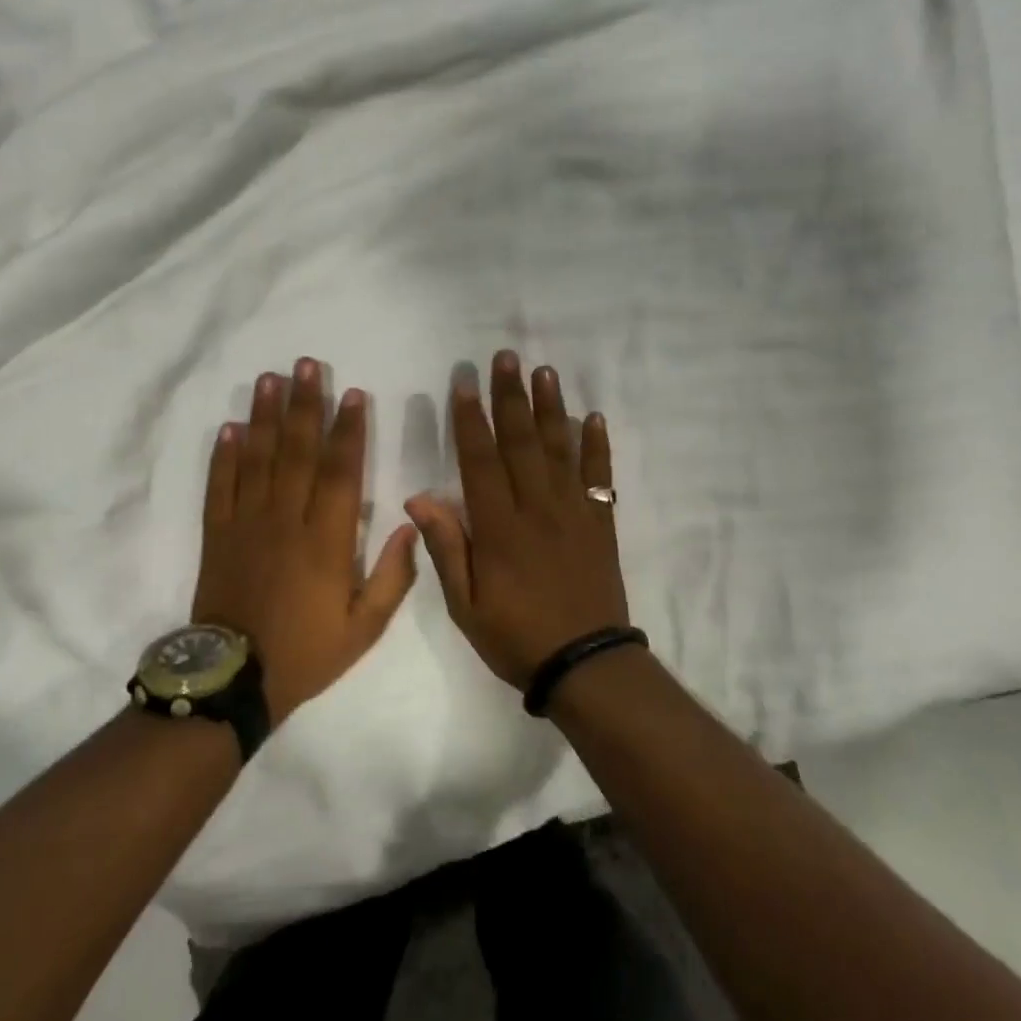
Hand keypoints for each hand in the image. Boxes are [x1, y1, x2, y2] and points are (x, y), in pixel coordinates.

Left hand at [193, 358, 418, 725]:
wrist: (234, 679)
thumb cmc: (306, 652)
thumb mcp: (364, 627)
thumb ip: (393, 576)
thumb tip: (410, 524)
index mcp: (326, 540)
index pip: (340, 472)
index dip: (347, 431)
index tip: (351, 395)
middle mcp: (286, 520)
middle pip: (297, 452)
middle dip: (305, 405)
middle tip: (307, 364)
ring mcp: (247, 524)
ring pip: (258, 459)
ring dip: (265, 416)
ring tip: (271, 379)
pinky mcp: (218, 535)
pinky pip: (220, 487)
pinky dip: (224, 455)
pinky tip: (231, 426)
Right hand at [406, 350, 630, 691]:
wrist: (585, 663)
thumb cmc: (516, 636)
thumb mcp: (465, 604)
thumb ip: (446, 547)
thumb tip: (419, 498)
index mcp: (499, 528)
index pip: (481, 461)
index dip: (471, 420)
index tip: (465, 383)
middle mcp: (537, 508)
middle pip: (522, 442)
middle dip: (511, 397)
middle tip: (507, 357)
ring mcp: (573, 512)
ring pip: (560, 449)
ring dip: (551, 408)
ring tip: (544, 371)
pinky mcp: (600, 523)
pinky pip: (599, 476)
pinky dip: (597, 446)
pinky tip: (592, 418)